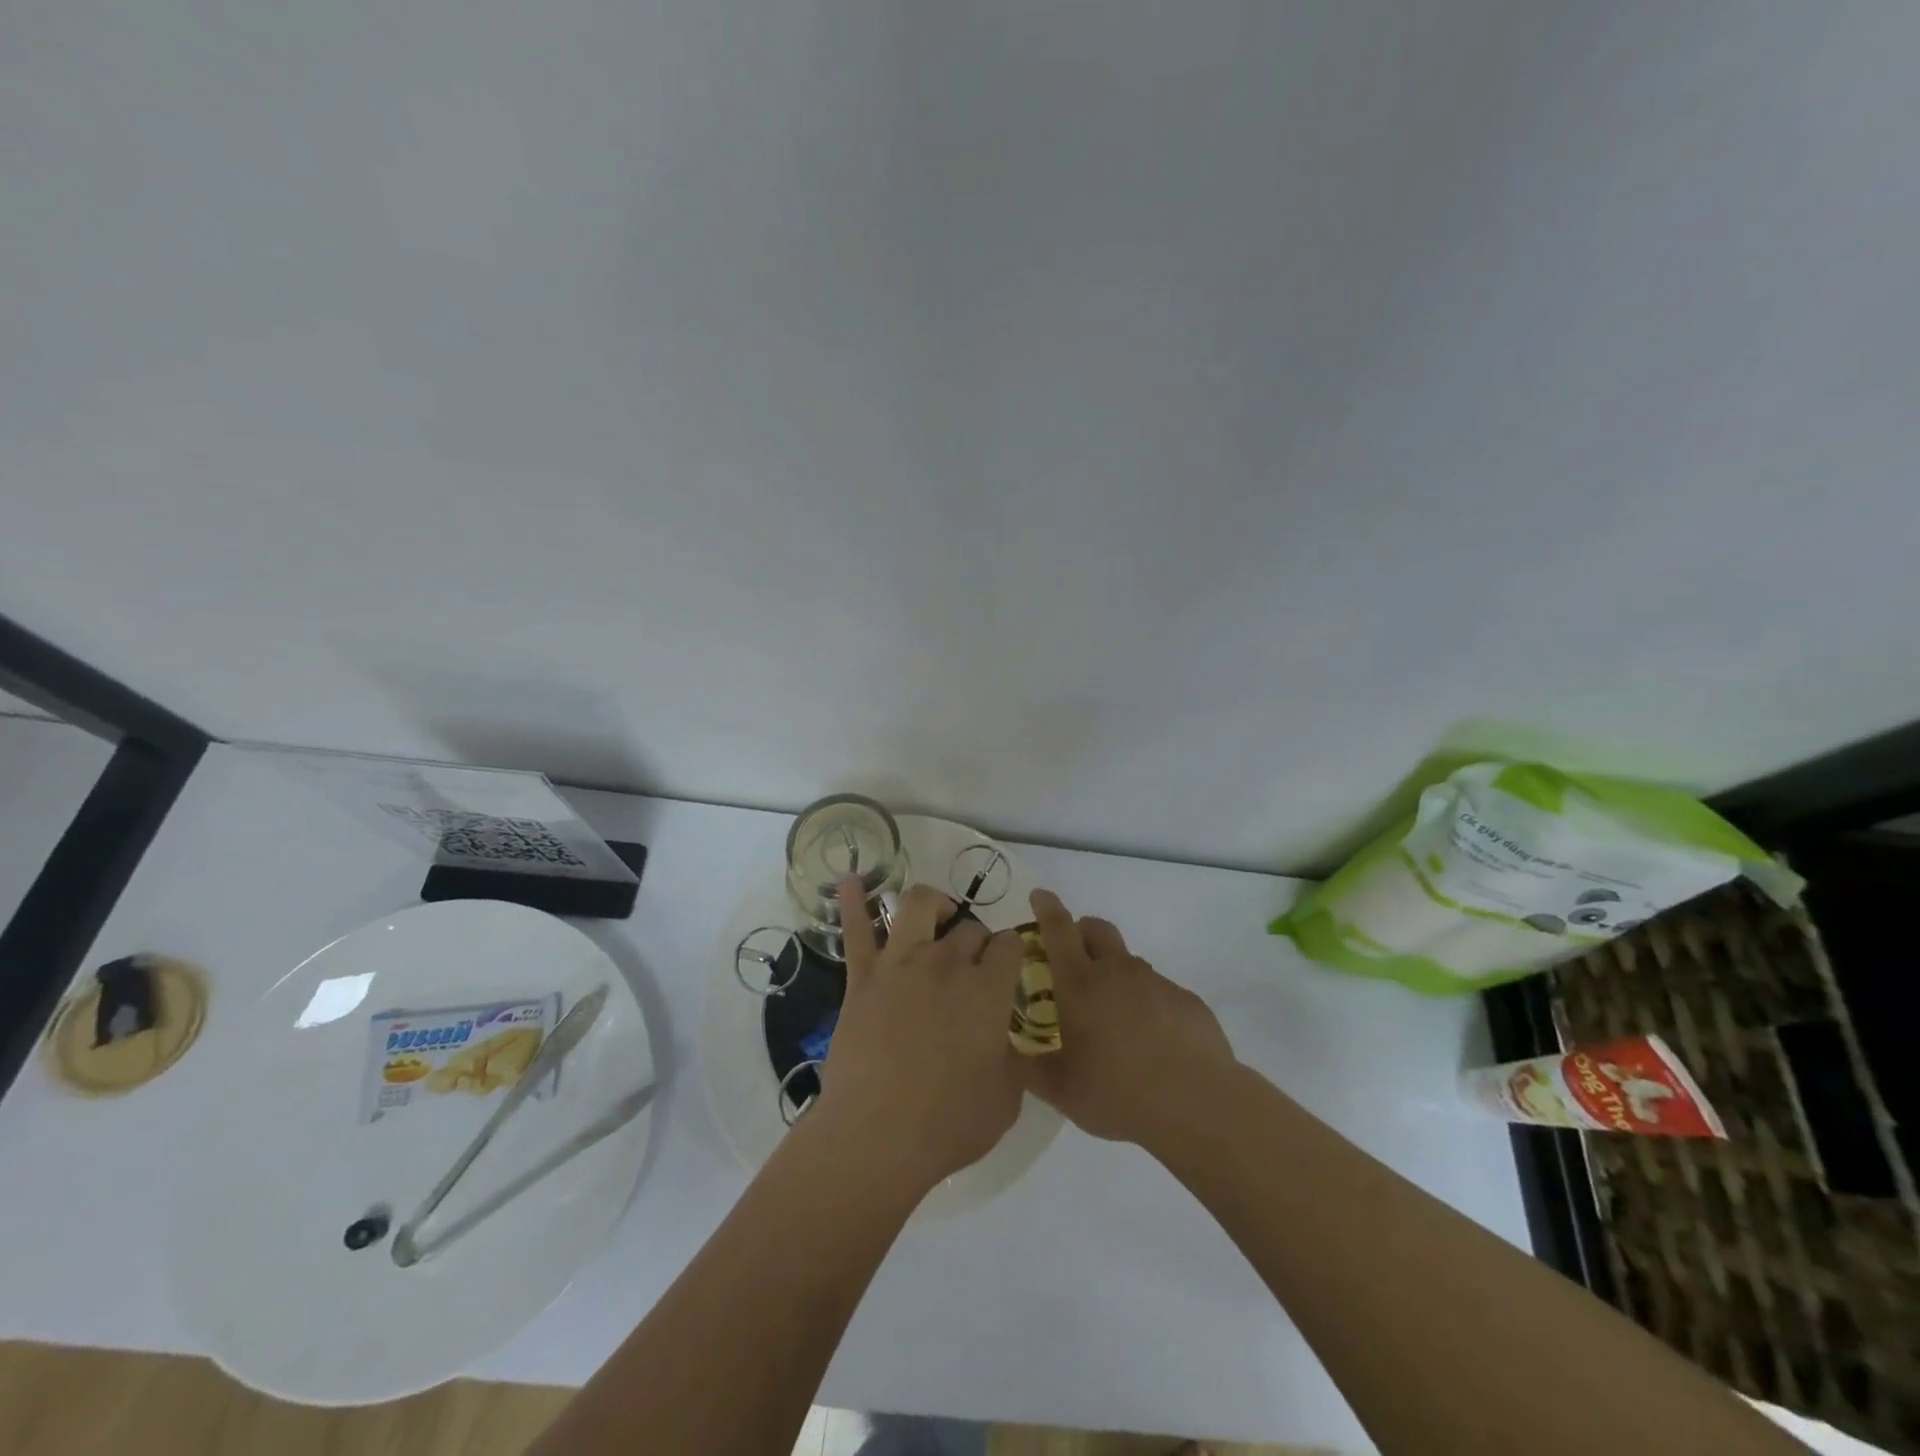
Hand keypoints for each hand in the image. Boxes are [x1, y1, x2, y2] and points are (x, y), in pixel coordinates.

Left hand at [813, 879, 1027, 1194]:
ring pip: (919, 905)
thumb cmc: (948, 1124)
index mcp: (988, 989)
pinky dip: (853, 901)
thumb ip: (1012, 1057)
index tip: (1008, 968)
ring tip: (938, 917)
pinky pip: (856, 930)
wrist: (876, 1137)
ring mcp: (900, 964)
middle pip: (969, 929)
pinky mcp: (863, 977)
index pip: (1009, 945)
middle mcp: (947, 963)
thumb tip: (1004, 1039)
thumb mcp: (1006, 1098)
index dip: (1011, 953)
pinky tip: (851, 880)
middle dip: (977, 941)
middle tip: (973, 966)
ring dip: (934, 905)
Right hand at [1021, 889, 1236, 1149]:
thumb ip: (1028, 1068)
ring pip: (1128, 962)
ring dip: (1114, 973)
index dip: (1046, 908)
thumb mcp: (1060, 1090)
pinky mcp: (1186, 1000)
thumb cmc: (1117, 1093)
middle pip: (1097, 929)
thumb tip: (1007, 1053)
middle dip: (1081, 931)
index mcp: (1080, 983)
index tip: (1039, 895)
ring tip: (1112, 1017)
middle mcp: (1117, 971)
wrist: (1197, 1104)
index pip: (1058, 929)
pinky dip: (1145, 1003)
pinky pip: (1158, 990)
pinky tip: (1149, 1041)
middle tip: (1072, 958)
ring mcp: (1156, 983)